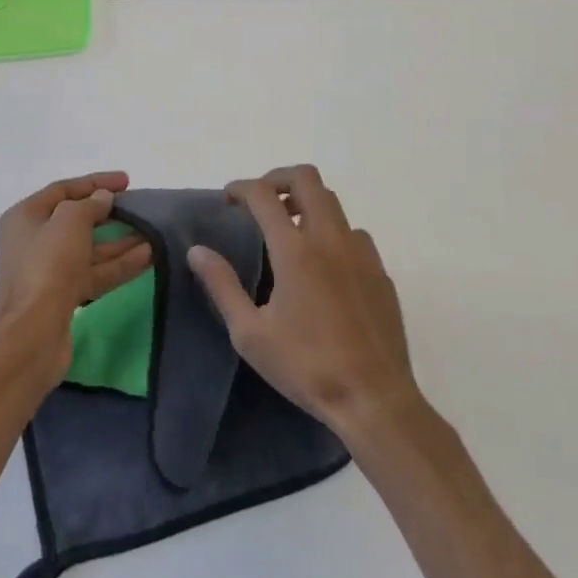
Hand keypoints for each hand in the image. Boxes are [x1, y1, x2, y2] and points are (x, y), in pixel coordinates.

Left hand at [0, 171, 150, 393]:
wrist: (32, 334)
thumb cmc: (47, 266)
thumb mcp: (70, 221)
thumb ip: (89, 205)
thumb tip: (103, 199)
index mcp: (25, 217)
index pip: (62, 189)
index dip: (95, 182)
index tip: (127, 181)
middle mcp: (33, 241)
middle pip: (76, 220)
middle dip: (109, 213)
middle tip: (139, 206)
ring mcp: (49, 271)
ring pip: (90, 249)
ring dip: (121, 241)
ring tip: (153, 232)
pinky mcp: (64, 297)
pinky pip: (95, 273)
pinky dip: (119, 264)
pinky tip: (148, 256)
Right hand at [189, 165, 419, 440]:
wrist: (374, 399)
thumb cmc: (306, 366)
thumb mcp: (250, 333)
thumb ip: (222, 285)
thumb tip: (197, 251)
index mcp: (295, 250)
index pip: (264, 194)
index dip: (241, 188)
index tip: (228, 199)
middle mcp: (330, 239)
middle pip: (307, 178)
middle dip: (278, 178)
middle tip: (260, 201)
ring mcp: (361, 252)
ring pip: (333, 202)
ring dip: (307, 203)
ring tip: (289, 229)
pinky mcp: (380, 272)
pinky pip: (354, 233)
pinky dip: (332, 232)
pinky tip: (323, 264)